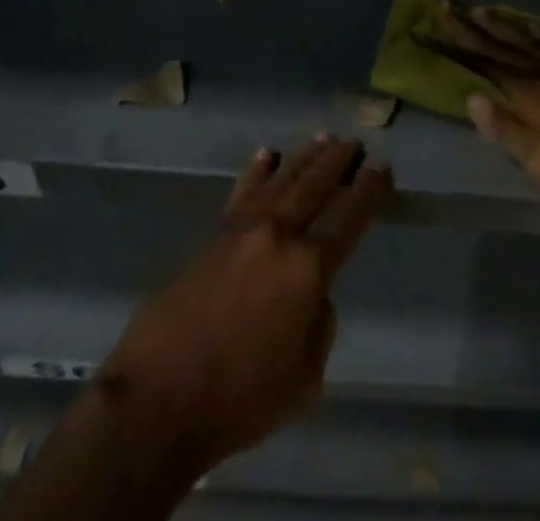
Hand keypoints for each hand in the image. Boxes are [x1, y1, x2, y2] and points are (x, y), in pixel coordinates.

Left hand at [94, 137, 389, 475]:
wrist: (158, 398)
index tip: (381, 167)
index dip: (368, 190)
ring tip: (324, 139)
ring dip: (305, 158)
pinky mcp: (213, 237)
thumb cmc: (238, 400)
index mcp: (308, 269)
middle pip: (315, 187)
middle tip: (355, 142)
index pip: (348, 218)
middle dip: (338, 162)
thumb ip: (320, 328)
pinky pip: (243, 193)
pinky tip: (267, 154)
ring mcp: (242, 231)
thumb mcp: (304, 382)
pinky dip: (257, 172)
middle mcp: (279, 236)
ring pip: (282, 181)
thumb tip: (314, 296)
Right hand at [442, 5, 539, 236]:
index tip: (439, 16)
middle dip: (477, 26)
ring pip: (536, 41)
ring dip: (507, 26)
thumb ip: (509, 131)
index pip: (489, 61)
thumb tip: (472, 95)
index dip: (461, 39)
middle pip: (509, 45)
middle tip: (451, 5)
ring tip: (486, 10)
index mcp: (536, 96)